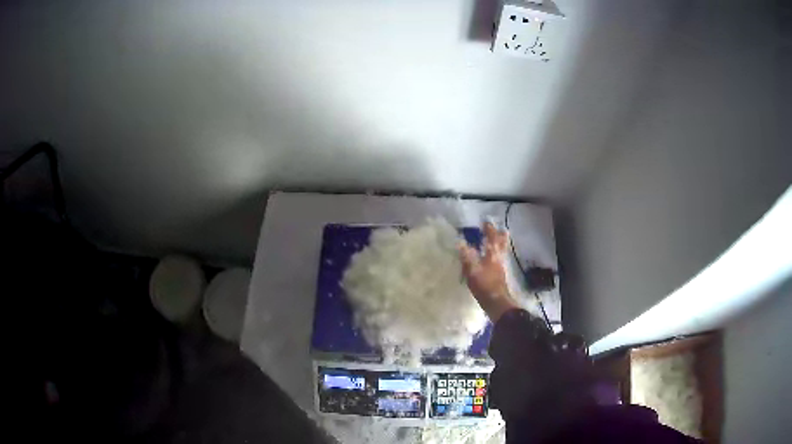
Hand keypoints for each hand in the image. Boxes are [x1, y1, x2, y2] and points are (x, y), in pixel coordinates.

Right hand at [459, 222, 519, 321]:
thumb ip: (466, 256)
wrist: (497, 302)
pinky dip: (497, 253)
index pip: (491, 237)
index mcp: (492, 254)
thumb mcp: (471, 270)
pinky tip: (492, 257)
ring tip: (497, 239)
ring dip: (500, 243)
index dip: (488, 229)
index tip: (485, 222)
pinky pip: (500, 258)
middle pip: (501, 242)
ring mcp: (501, 266)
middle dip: (499, 234)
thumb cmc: (484, 285)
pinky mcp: (500, 274)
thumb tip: (460, 242)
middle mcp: (499, 257)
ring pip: (502, 250)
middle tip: (497, 229)